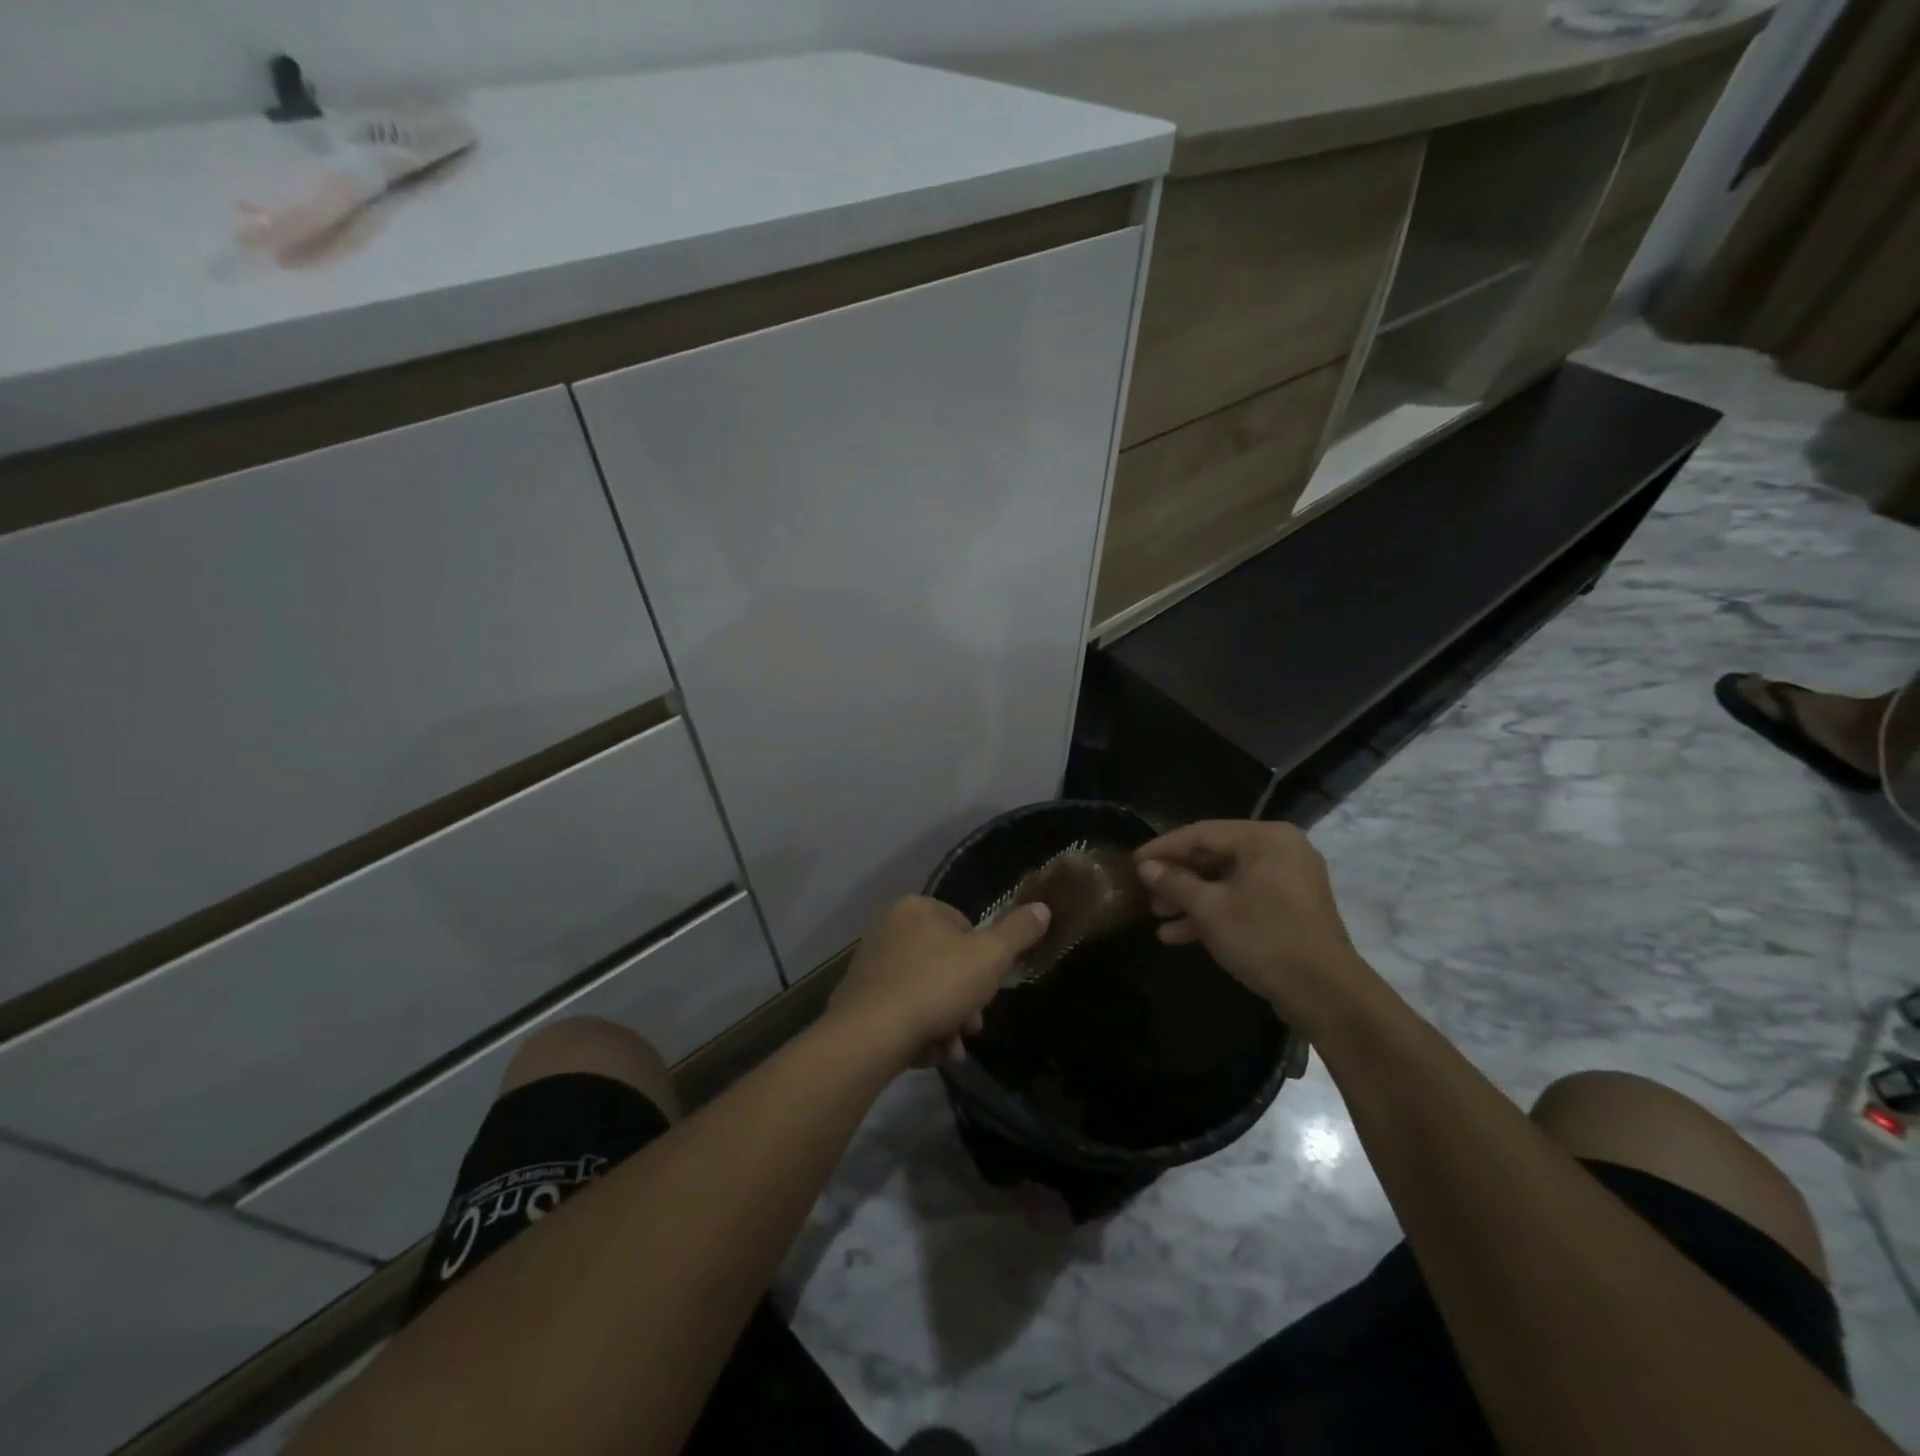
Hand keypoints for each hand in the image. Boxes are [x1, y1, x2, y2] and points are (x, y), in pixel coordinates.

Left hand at [828, 895, 1051, 1066]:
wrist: (871, 1033)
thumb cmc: (936, 985)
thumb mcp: (990, 957)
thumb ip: (1018, 932)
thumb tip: (1043, 908)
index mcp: (918, 909)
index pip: (964, 927)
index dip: (983, 961)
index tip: (988, 990)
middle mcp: (889, 928)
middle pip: (944, 964)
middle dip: (964, 1000)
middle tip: (972, 1028)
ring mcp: (870, 963)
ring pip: (924, 992)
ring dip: (944, 1022)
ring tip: (950, 1050)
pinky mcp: (857, 998)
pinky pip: (899, 1011)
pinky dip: (917, 1031)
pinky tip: (926, 1053)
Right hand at [1135, 821, 1374, 1031]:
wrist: (1326, 993)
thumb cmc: (1264, 939)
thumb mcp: (1210, 910)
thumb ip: (1175, 883)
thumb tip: (1146, 867)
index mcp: (1265, 838)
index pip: (1202, 833)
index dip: (1163, 848)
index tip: (1133, 862)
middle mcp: (1279, 850)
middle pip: (1215, 855)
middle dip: (1177, 877)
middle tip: (1145, 892)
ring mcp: (1287, 880)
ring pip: (1227, 880)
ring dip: (1191, 898)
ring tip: (1157, 915)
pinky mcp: (1289, 908)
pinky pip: (1243, 898)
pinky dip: (1214, 912)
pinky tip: (1179, 934)